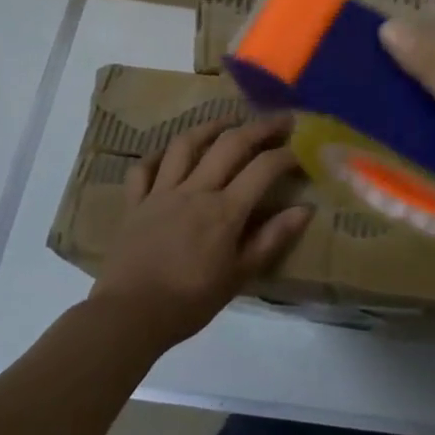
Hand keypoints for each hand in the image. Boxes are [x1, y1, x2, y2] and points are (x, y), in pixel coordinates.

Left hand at [90, 116, 310, 347]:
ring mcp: (161, 192)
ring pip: (185, 145)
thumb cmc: (190, 301)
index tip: (300, 150)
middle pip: (229, 145)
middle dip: (258, 127)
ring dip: (209, 127)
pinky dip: (155, 156)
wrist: (129, 315)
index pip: (262, 169)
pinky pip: (143, 169)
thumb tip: (305, 209)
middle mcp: (195, 190)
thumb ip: (272, 239)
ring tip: (227, 120)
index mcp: (224, 210)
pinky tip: (167, 153)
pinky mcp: (134, 203)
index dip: (285, 155)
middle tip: (278, 119)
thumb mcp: (240, 276)